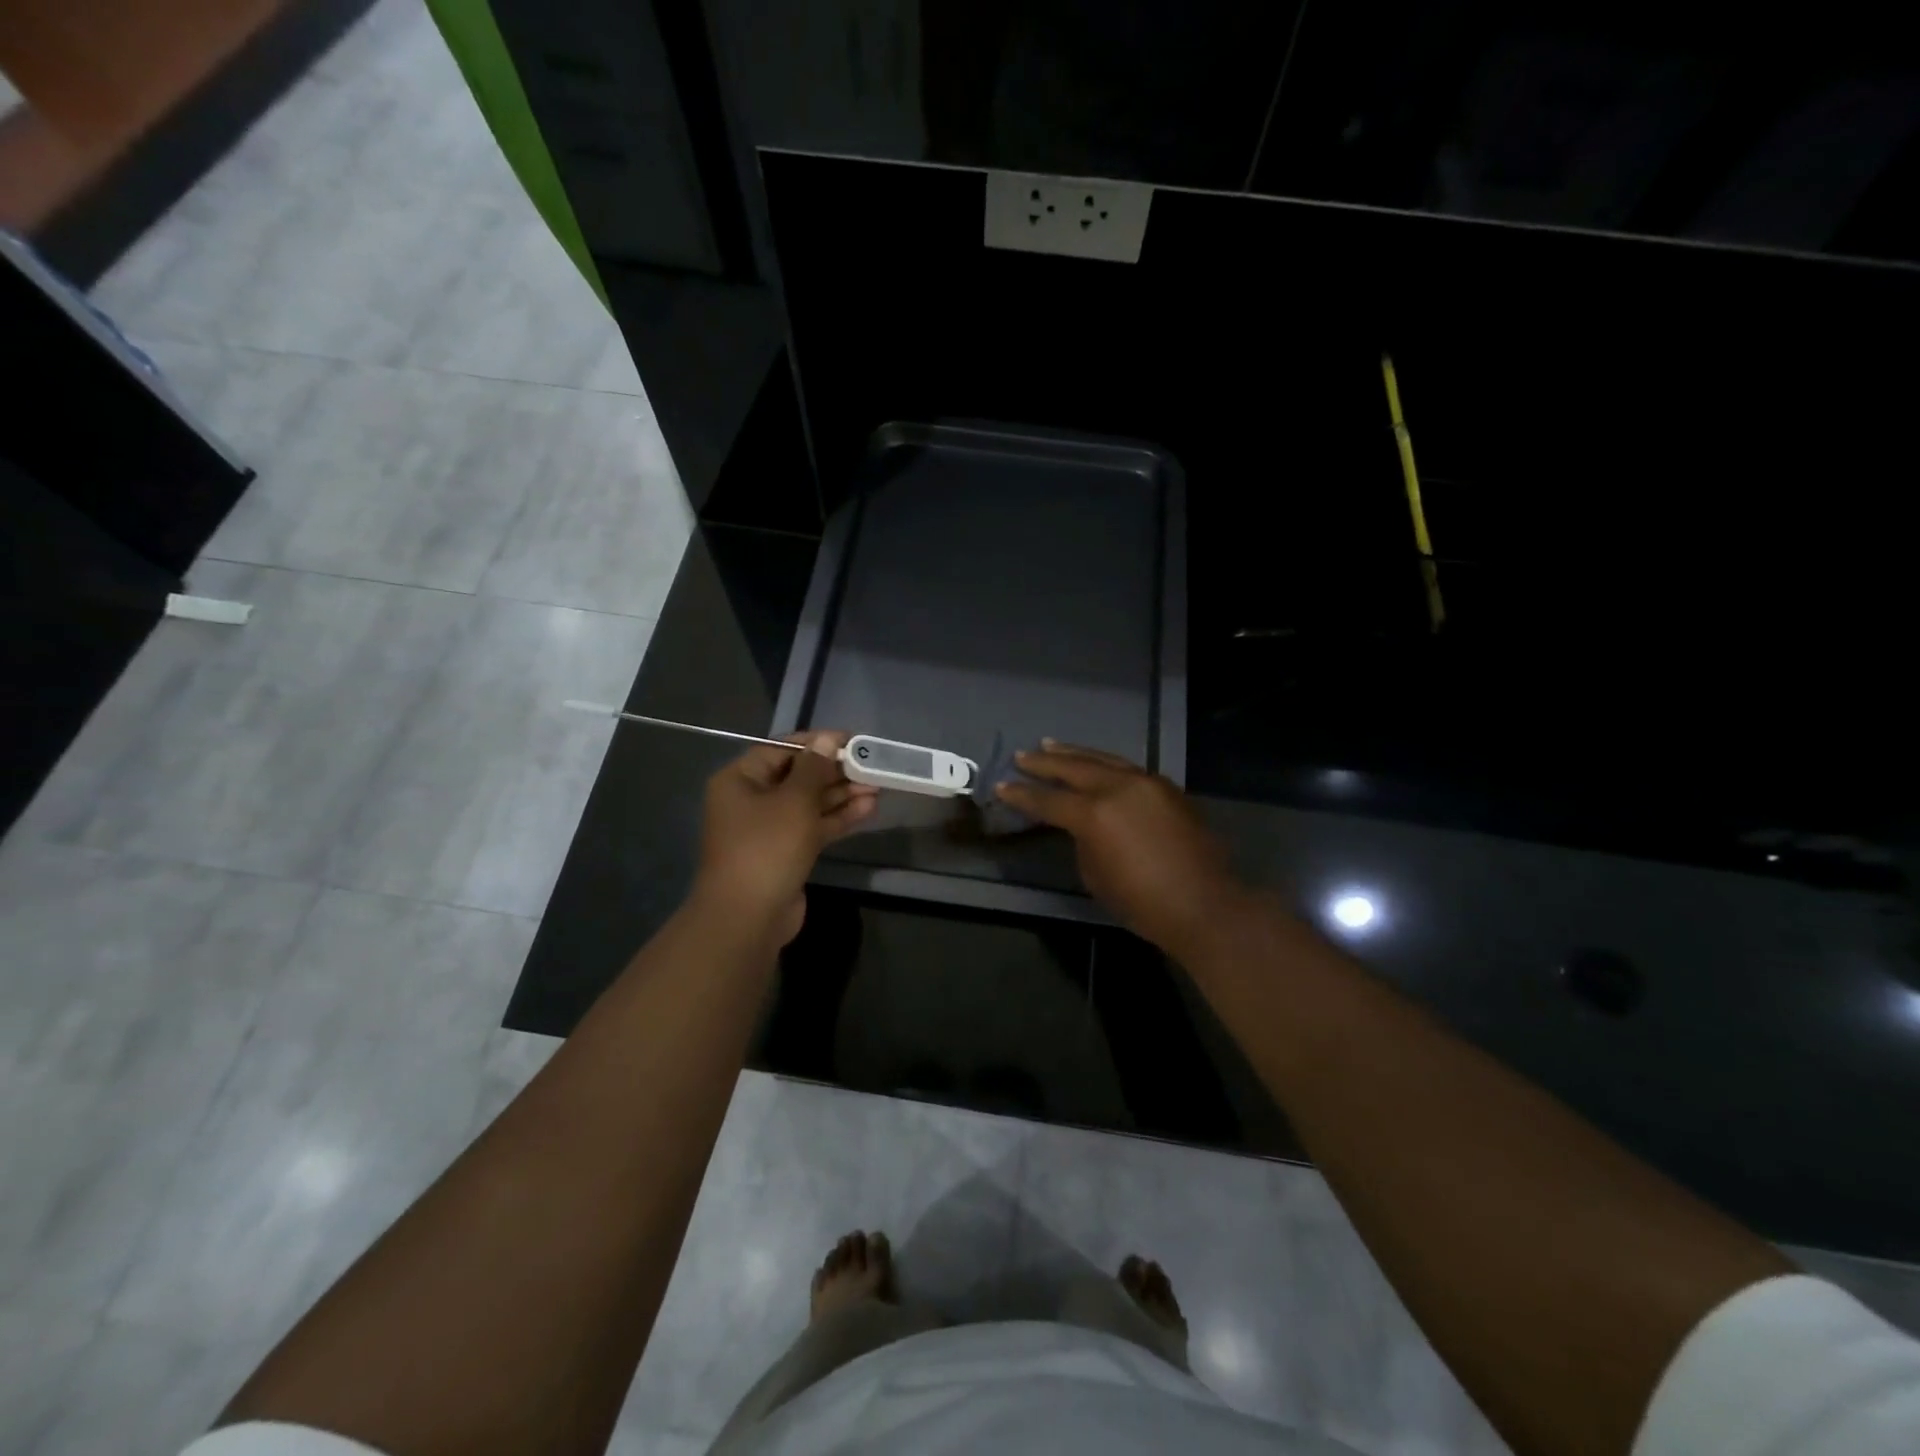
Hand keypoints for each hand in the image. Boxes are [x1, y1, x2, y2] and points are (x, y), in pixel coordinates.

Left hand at [692, 730, 877, 945]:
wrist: (748, 917)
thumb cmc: (767, 848)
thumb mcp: (794, 801)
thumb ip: (814, 768)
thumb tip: (828, 739)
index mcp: (740, 780)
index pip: (782, 749)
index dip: (817, 743)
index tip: (852, 741)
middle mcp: (751, 801)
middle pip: (798, 777)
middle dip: (835, 771)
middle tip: (871, 766)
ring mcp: (768, 830)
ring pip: (809, 803)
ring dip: (841, 795)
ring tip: (877, 786)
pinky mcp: (786, 853)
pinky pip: (813, 827)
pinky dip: (838, 818)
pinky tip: (868, 809)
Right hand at [994, 741, 1244, 952]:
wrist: (1204, 904)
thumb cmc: (1142, 901)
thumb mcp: (1095, 874)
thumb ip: (1083, 840)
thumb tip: (1082, 825)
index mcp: (1094, 814)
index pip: (1047, 800)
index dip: (1021, 795)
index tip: (1001, 786)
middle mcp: (1118, 787)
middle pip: (1073, 768)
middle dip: (1044, 763)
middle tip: (1022, 756)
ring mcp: (1147, 783)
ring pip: (1104, 759)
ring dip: (1075, 754)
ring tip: (1051, 745)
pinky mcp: (1167, 788)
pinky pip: (1128, 768)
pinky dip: (1106, 764)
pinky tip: (1096, 764)